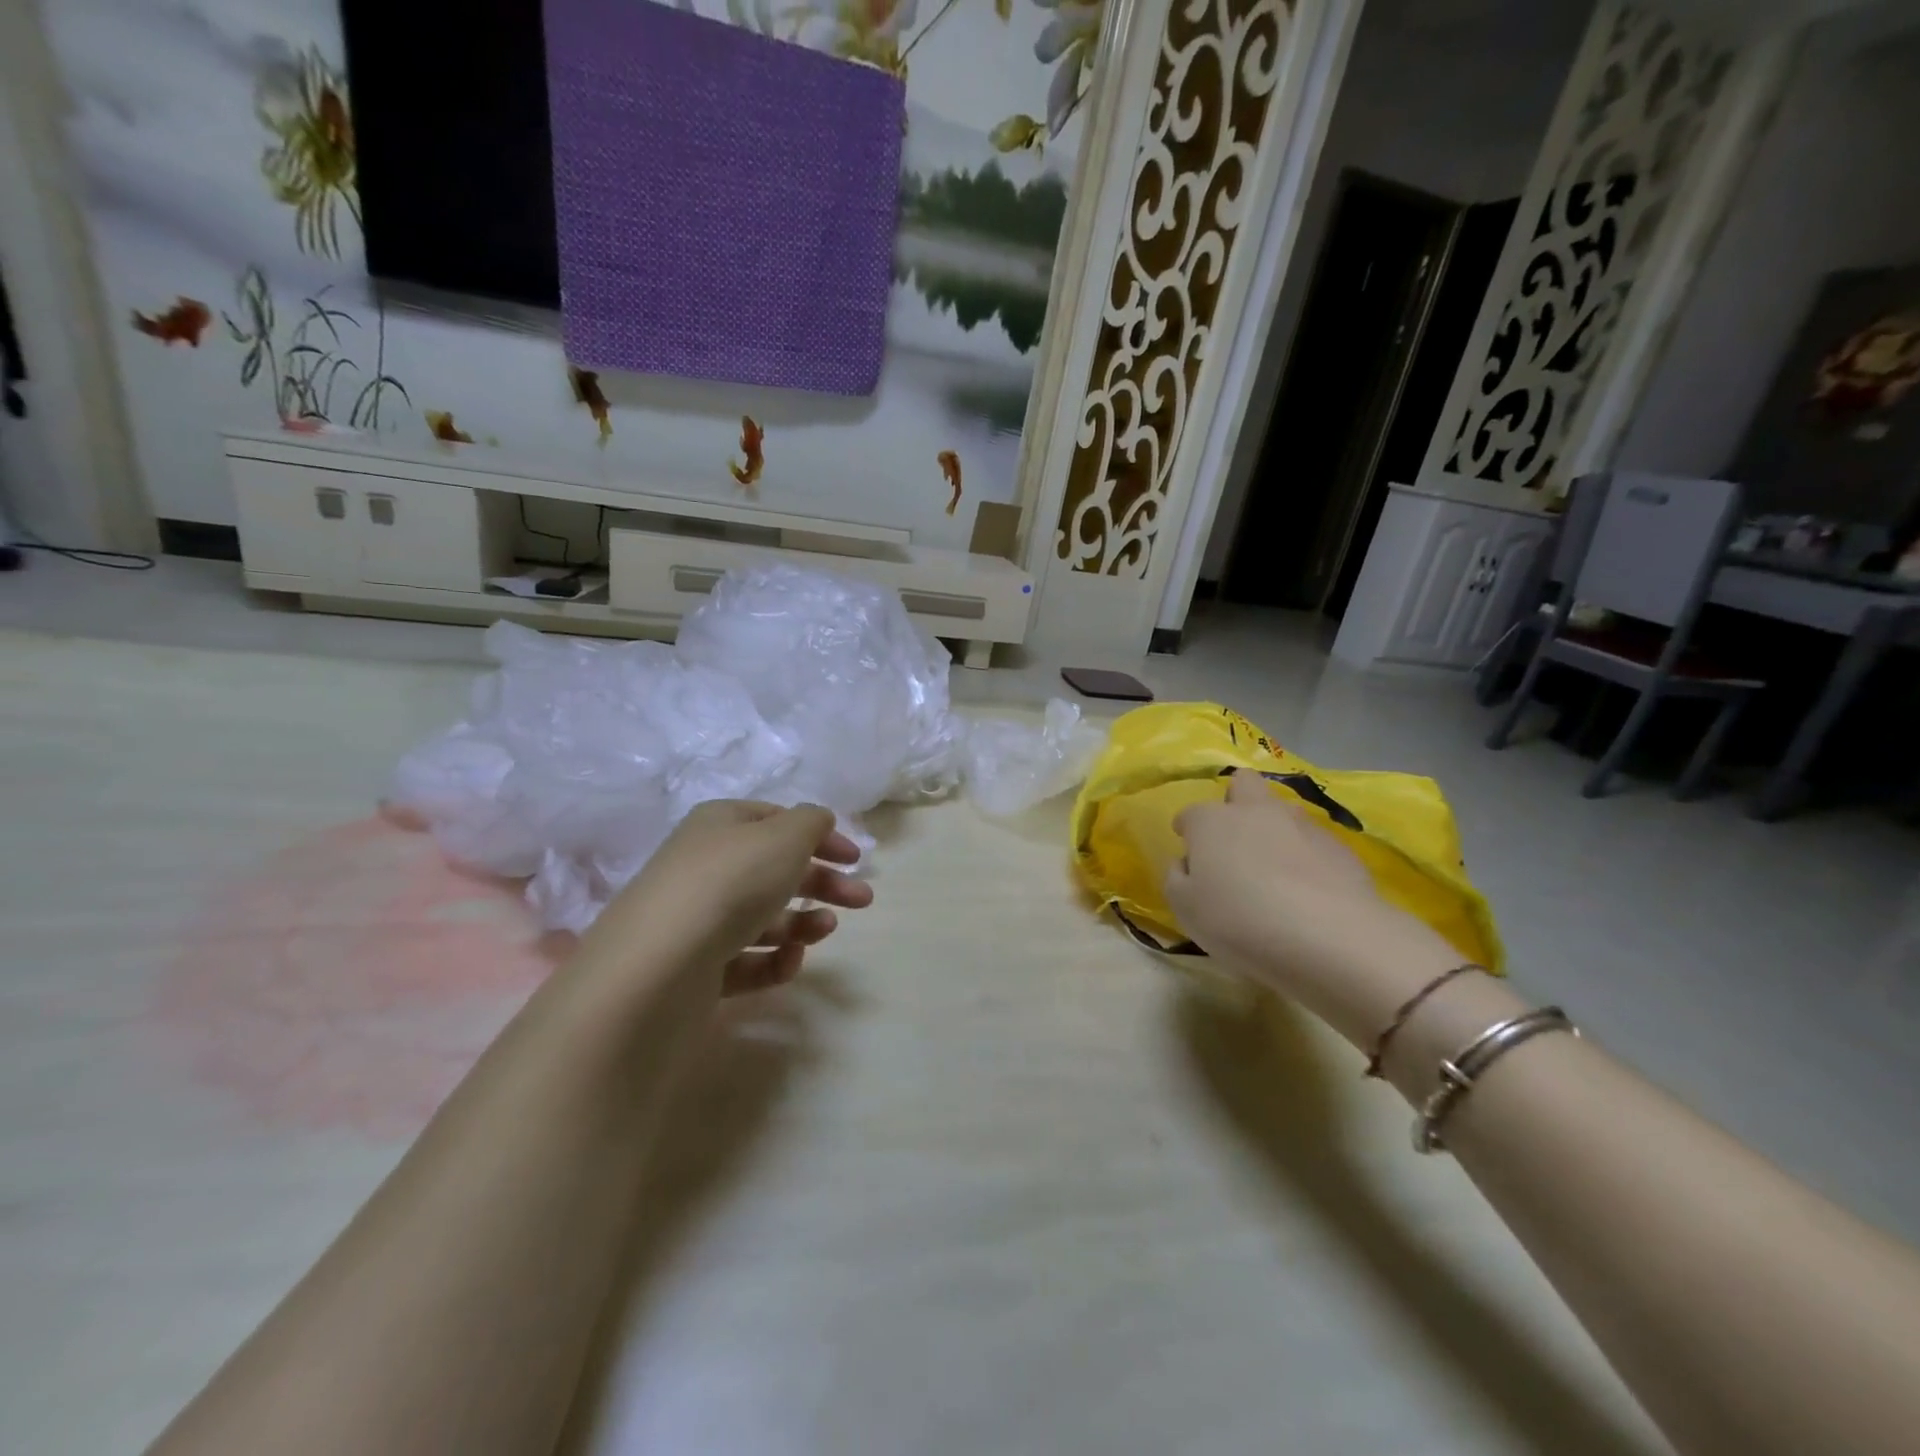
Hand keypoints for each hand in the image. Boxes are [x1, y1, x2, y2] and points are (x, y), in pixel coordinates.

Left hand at [577, 800, 873, 1000]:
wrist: (658, 965)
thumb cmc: (731, 882)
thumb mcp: (784, 837)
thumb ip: (811, 823)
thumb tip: (817, 821)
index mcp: (721, 825)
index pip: (777, 821)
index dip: (819, 836)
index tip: (855, 859)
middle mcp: (705, 866)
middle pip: (775, 870)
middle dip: (822, 883)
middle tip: (863, 900)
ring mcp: (696, 919)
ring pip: (762, 916)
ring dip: (802, 922)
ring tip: (826, 930)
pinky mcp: (694, 967)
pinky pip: (743, 960)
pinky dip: (772, 960)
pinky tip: (789, 961)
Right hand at [1165, 773, 1456, 1034]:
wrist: (1329, 936)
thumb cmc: (1240, 920)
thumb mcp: (1185, 908)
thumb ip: (1178, 878)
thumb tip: (1188, 863)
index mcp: (1211, 822)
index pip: (1191, 814)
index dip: (1188, 830)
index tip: (1189, 849)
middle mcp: (1255, 811)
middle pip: (1243, 784)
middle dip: (1236, 802)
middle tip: (1235, 841)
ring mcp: (1302, 825)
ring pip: (1283, 811)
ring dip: (1275, 829)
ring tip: (1275, 870)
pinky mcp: (1340, 848)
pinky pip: (1314, 843)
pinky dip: (1307, 858)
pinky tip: (1309, 890)